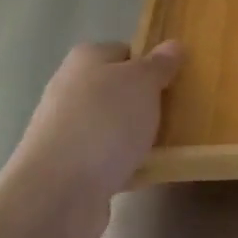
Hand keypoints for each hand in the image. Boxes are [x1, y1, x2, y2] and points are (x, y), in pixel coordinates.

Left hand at [0, 40, 182, 237]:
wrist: (59, 192)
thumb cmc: (105, 123)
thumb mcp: (142, 83)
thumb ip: (159, 64)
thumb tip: (173, 45)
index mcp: (85, 59)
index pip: (125, 51)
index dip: (151, 64)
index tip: (176, 82)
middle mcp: (70, 89)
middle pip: (118, 90)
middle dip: (146, 103)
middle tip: (178, 114)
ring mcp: (66, 130)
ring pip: (113, 126)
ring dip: (137, 136)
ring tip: (168, 147)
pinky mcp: (68, 167)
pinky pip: (107, 159)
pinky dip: (125, 164)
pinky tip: (145, 173)